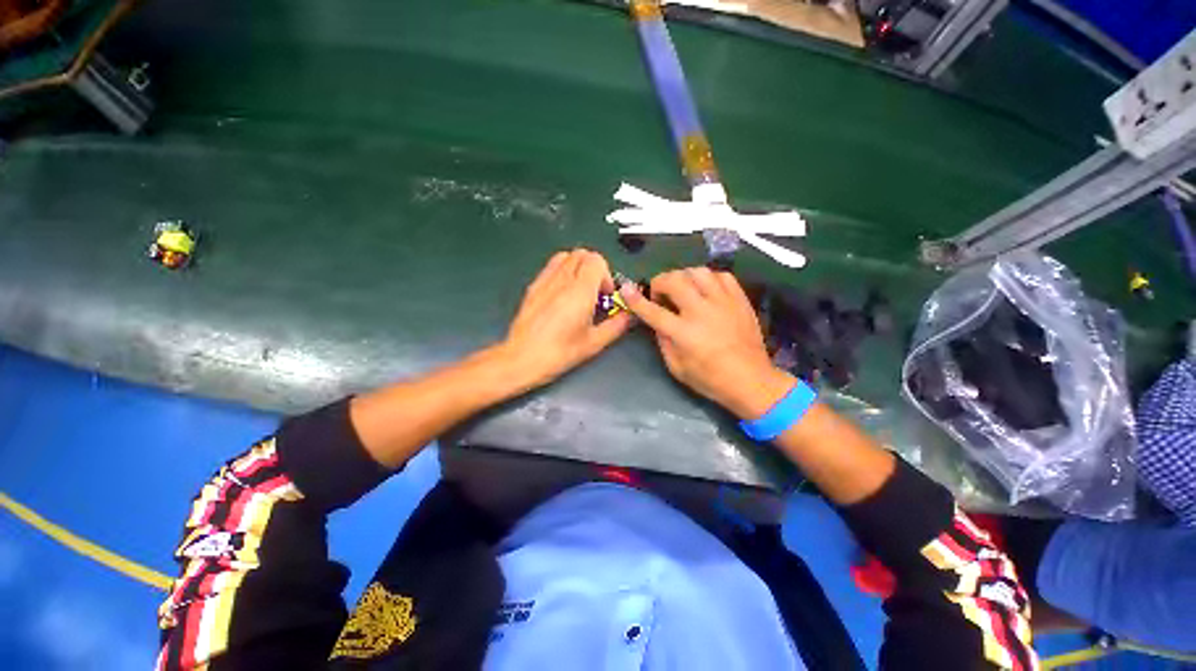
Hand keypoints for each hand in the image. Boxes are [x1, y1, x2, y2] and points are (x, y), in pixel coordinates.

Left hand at [499, 249, 631, 390]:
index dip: (606, 275)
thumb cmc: (560, 352)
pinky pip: (551, 266)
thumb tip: (629, 315)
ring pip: (566, 256)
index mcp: (580, 291)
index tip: (605, 295)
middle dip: (594, 269)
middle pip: (582, 254)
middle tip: (595, 292)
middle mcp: (562, 279)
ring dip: (578, 267)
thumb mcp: (594, 343)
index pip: (597, 260)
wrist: (522, 358)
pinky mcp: (533, 286)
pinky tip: (563, 293)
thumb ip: (616, 325)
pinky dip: (563, 271)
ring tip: (580, 290)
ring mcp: (545, 280)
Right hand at [620, 267, 791, 417]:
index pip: (653, 311)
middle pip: (674, 281)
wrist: (751, 380)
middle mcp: (701, 311)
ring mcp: (723, 302)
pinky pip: (721, 275)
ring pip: (698, 272)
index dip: (636, 299)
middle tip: (661, 295)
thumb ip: (663, 341)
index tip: (626, 289)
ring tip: (683, 289)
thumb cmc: (710, 379)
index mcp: (683, 333)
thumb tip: (657, 322)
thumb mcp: (677, 367)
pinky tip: (706, 289)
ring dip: (683, 277)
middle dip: (660, 282)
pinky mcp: (739, 299)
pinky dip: (708, 278)